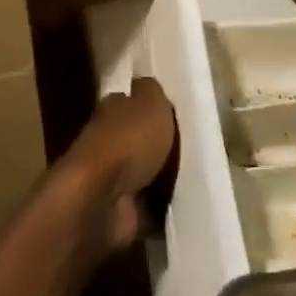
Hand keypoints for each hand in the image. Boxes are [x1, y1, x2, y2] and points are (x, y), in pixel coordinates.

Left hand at [65, 76, 177, 250]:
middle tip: (191, 146)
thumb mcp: (150, 103)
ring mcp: (110, 181)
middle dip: (156, 143)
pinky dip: (160, 209)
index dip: (144, 104)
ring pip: (142, 174)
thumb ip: (151, 92)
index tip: (168, 109)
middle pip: (135, 139)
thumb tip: (146, 83)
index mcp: (111, 112)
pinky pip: (148, 208)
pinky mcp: (120, 213)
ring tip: (194, 177)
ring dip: (160, 178)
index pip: (127, 102)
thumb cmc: (127, 142)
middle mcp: (106, 143)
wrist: (101, 201)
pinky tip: (185, 206)